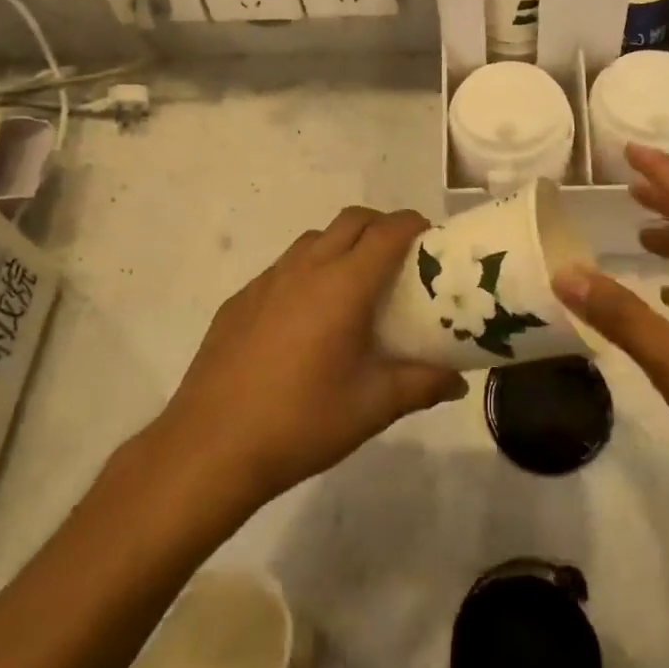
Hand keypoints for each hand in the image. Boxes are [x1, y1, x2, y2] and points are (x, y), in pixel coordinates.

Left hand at [162, 207, 467, 506]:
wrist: (210, 447)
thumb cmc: (302, 421)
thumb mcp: (373, 407)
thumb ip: (421, 385)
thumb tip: (458, 381)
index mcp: (344, 285)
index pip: (388, 231)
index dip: (414, 225)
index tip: (432, 240)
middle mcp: (306, 268)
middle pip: (352, 220)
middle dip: (381, 226)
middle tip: (399, 259)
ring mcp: (267, 280)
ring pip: (314, 238)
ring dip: (342, 244)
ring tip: (354, 286)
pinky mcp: (240, 299)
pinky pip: (283, 267)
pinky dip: (307, 271)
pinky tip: (305, 318)